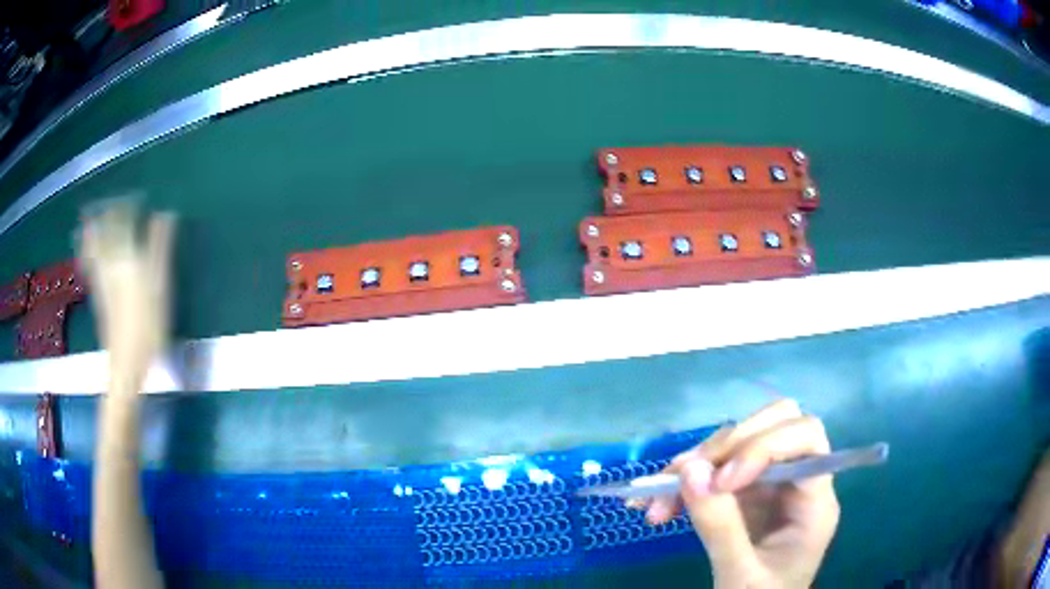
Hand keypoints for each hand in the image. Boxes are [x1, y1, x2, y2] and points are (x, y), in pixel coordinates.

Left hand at [78, 201, 175, 389]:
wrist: (127, 366)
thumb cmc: (148, 328)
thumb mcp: (160, 287)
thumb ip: (160, 248)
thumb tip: (165, 214)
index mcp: (127, 258)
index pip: (125, 223)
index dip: (127, 206)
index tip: (132, 193)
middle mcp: (112, 264)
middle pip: (107, 233)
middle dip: (108, 215)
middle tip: (109, 200)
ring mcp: (103, 281)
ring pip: (95, 248)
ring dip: (93, 232)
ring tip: (88, 218)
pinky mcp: (100, 297)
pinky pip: (91, 266)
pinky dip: (88, 254)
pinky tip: (85, 252)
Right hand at [641, 399, 839, 588]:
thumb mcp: (740, 575)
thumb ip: (720, 527)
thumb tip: (690, 469)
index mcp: (814, 501)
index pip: (806, 437)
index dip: (764, 446)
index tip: (722, 482)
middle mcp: (795, 481)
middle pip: (775, 424)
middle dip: (727, 446)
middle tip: (687, 477)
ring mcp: (770, 483)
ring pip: (738, 442)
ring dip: (695, 464)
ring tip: (655, 500)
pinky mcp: (744, 493)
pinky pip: (715, 468)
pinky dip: (684, 480)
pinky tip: (655, 502)